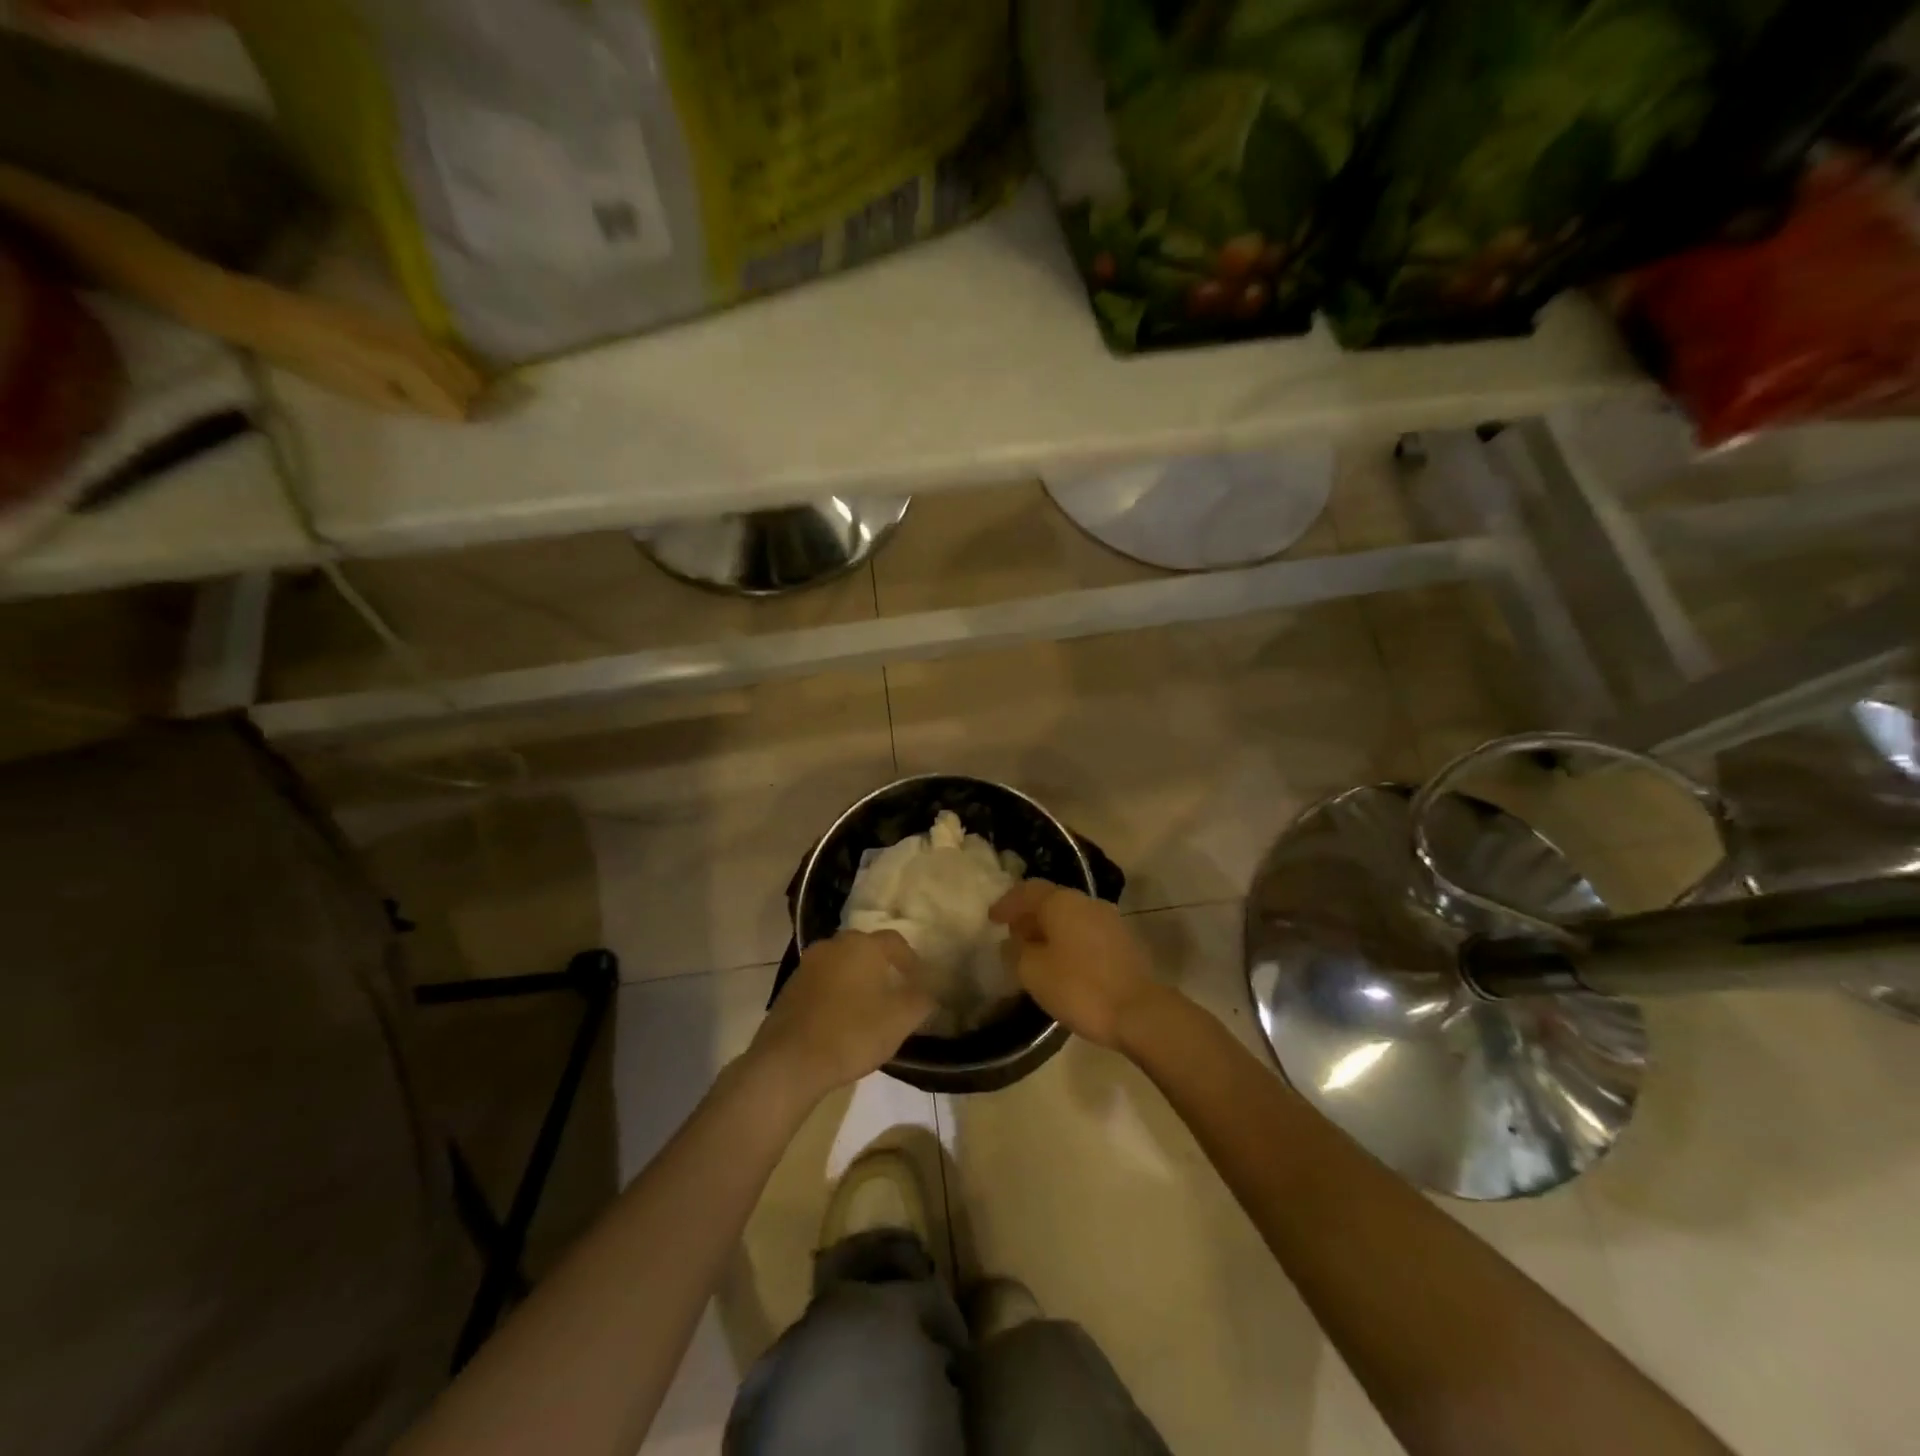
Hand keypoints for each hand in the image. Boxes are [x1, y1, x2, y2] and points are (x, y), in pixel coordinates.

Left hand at [747, 930, 933, 1101]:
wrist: (789, 1062)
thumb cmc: (852, 1034)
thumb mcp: (900, 1020)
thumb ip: (921, 1000)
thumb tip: (930, 990)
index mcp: (862, 946)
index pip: (895, 941)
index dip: (911, 960)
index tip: (919, 981)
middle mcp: (833, 946)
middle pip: (865, 948)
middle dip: (882, 966)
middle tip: (894, 991)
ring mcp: (807, 965)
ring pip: (841, 964)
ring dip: (856, 978)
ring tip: (867, 1006)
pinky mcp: (790, 987)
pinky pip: (822, 981)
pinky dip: (835, 992)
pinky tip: (840, 1019)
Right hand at [990, 882, 1161, 1050]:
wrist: (1140, 1012)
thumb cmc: (1079, 987)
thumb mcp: (1033, 972)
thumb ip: (1016, 952)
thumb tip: (1013, 942)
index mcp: (1062, 902)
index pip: (1027, 891)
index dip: (1007, 904)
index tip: (992, 920)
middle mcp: (1087, 902)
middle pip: (1051, 901)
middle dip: (1029, 916)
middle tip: (1012, 936)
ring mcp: (1110, 920)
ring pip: (1070, 917)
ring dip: (1050, 930)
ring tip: (1035, 952)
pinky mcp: (1124, 942)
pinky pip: (1086, 932)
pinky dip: (1068, 941)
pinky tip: (1062, 963)